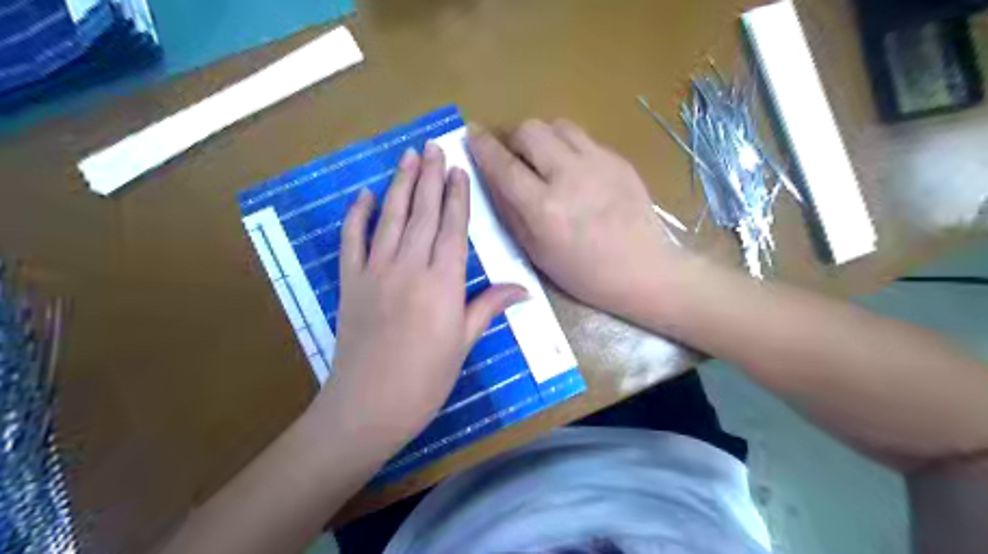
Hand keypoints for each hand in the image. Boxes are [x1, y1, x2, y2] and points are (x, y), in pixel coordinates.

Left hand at [322, 143, 524, 450]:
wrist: (369, 405)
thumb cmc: (426, 378)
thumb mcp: (464, 342)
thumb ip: (489, 306)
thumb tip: (524, 289)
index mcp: (443, 282)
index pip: (452, 228)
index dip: (456, 196)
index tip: (458, 169)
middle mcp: (409, 266)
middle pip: (422, 213)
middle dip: (430, 177)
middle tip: (433, 146)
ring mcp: (375, 271)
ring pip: (390, 218)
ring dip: (400, 184)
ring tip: (407, 156)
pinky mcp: (350, 282)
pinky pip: (351, 241)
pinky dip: (357, 216)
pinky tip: (364, 195)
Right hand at [468, 122, 685, 319]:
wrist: (643, 269)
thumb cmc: (584, 273)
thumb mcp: (537, 252)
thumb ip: (511, 212)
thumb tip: (493, 180)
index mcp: (544, 208)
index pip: (504, 165)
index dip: (483, 147)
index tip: (473, 135)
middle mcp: (569, 176)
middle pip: (529, 130)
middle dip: (513, 138)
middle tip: (514, 156)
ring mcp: (598, 163)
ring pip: (557, 125)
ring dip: (542, 137)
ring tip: (544, 159)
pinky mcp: (618, 159)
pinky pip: (583, 137)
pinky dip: (568, 146)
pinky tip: (574, 170)